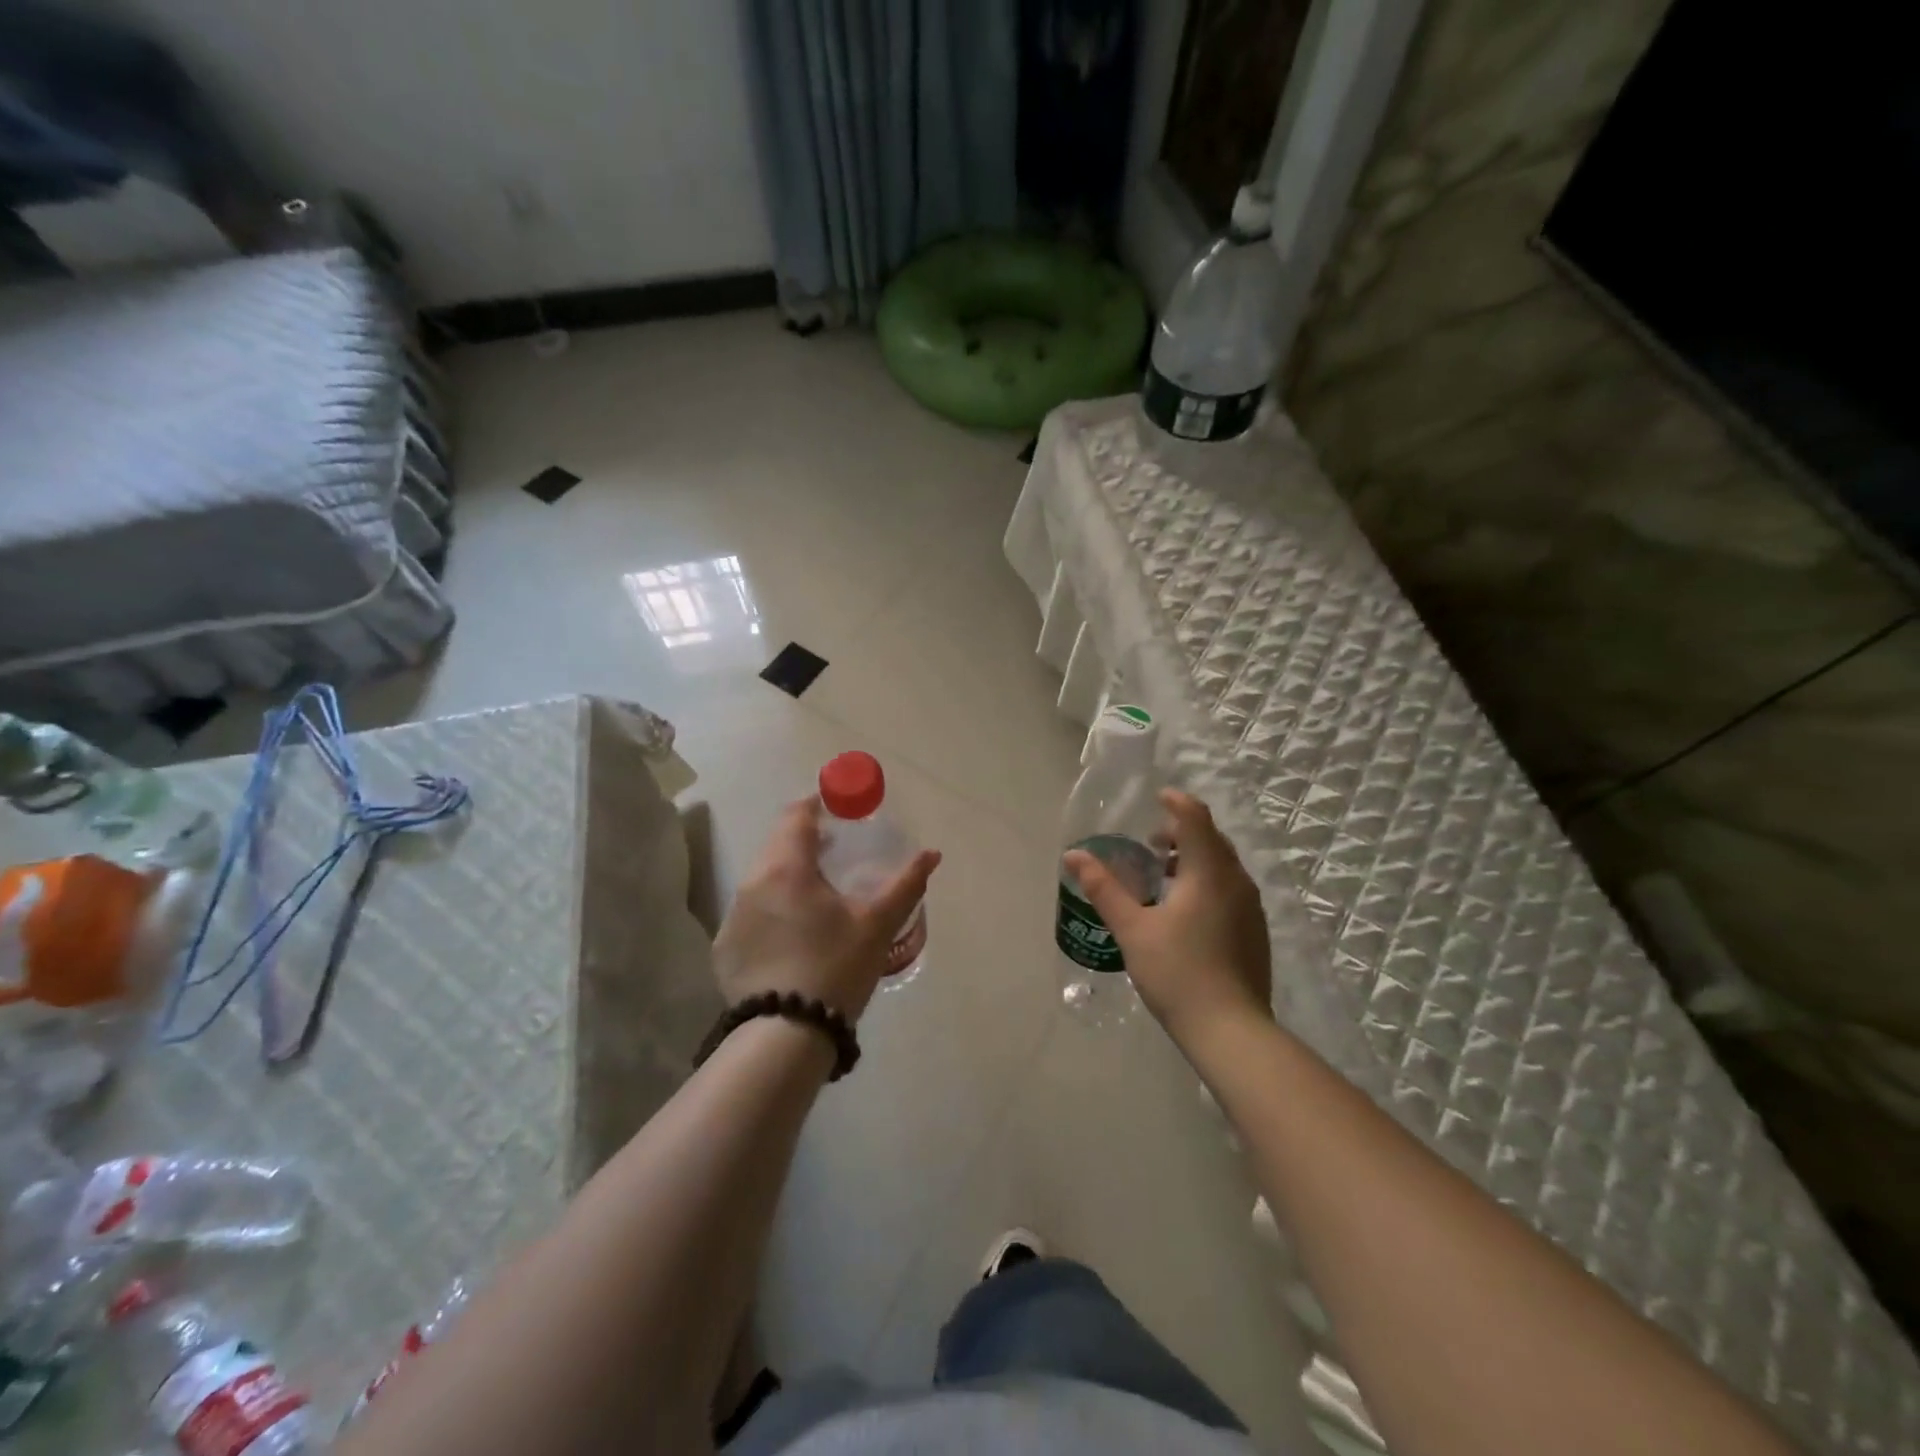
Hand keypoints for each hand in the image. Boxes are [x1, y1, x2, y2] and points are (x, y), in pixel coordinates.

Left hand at [713, 797, 939, 1020]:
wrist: (785, 1035)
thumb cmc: (836, 967)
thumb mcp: (878, 924)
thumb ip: (906, 883)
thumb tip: (932, 853)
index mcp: (787, 868)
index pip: (796, 816)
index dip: (817, 804)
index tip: (837, 805)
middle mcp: (752, 883)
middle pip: (777, 843)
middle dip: (804, 837)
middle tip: (834, 846)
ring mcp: (733, 916)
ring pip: (762, 877)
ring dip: (788, 873)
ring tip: (817, 891)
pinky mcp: (725, 947)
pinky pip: (751, 911)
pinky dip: (773, 907)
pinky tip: (794, 933)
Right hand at [1064, 789, 1270, 1043]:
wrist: (1230, 1030)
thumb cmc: (1177, 972)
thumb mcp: (1132, 928)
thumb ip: (1103, 888)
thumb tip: (1073, 855)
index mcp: (1209, 872)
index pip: (1196, 819)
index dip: (1177, 802)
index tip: (1158, 797)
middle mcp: (1236, 882)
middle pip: (1212, 839)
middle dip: (1183, 832)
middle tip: (1151, 843)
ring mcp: (1251, 908)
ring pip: (1224, 866)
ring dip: (1195, 859)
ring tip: (1164, 876)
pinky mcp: (1255, 931)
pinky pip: (1231, 888)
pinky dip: (1208, 881)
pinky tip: (1185, 911)